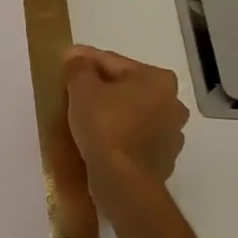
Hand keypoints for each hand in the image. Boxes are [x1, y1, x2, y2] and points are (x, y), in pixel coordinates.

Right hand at [63, 45, 188, 184]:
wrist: (124, 180)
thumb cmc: (104, 126)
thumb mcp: (82, 90)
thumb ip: (79, 67)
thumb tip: (77, 56)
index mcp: (157, 79)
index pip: (112, 61)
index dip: (85, 61)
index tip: (65, 63)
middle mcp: (173, 101)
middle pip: (127, 86)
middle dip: (102, 87)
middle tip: (74, 92)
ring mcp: (172, 132)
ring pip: (134, 112)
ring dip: (114, 111)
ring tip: (86, 118)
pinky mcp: (165, 157)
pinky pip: (137, 136)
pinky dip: (121, 134)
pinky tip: (102, 140)